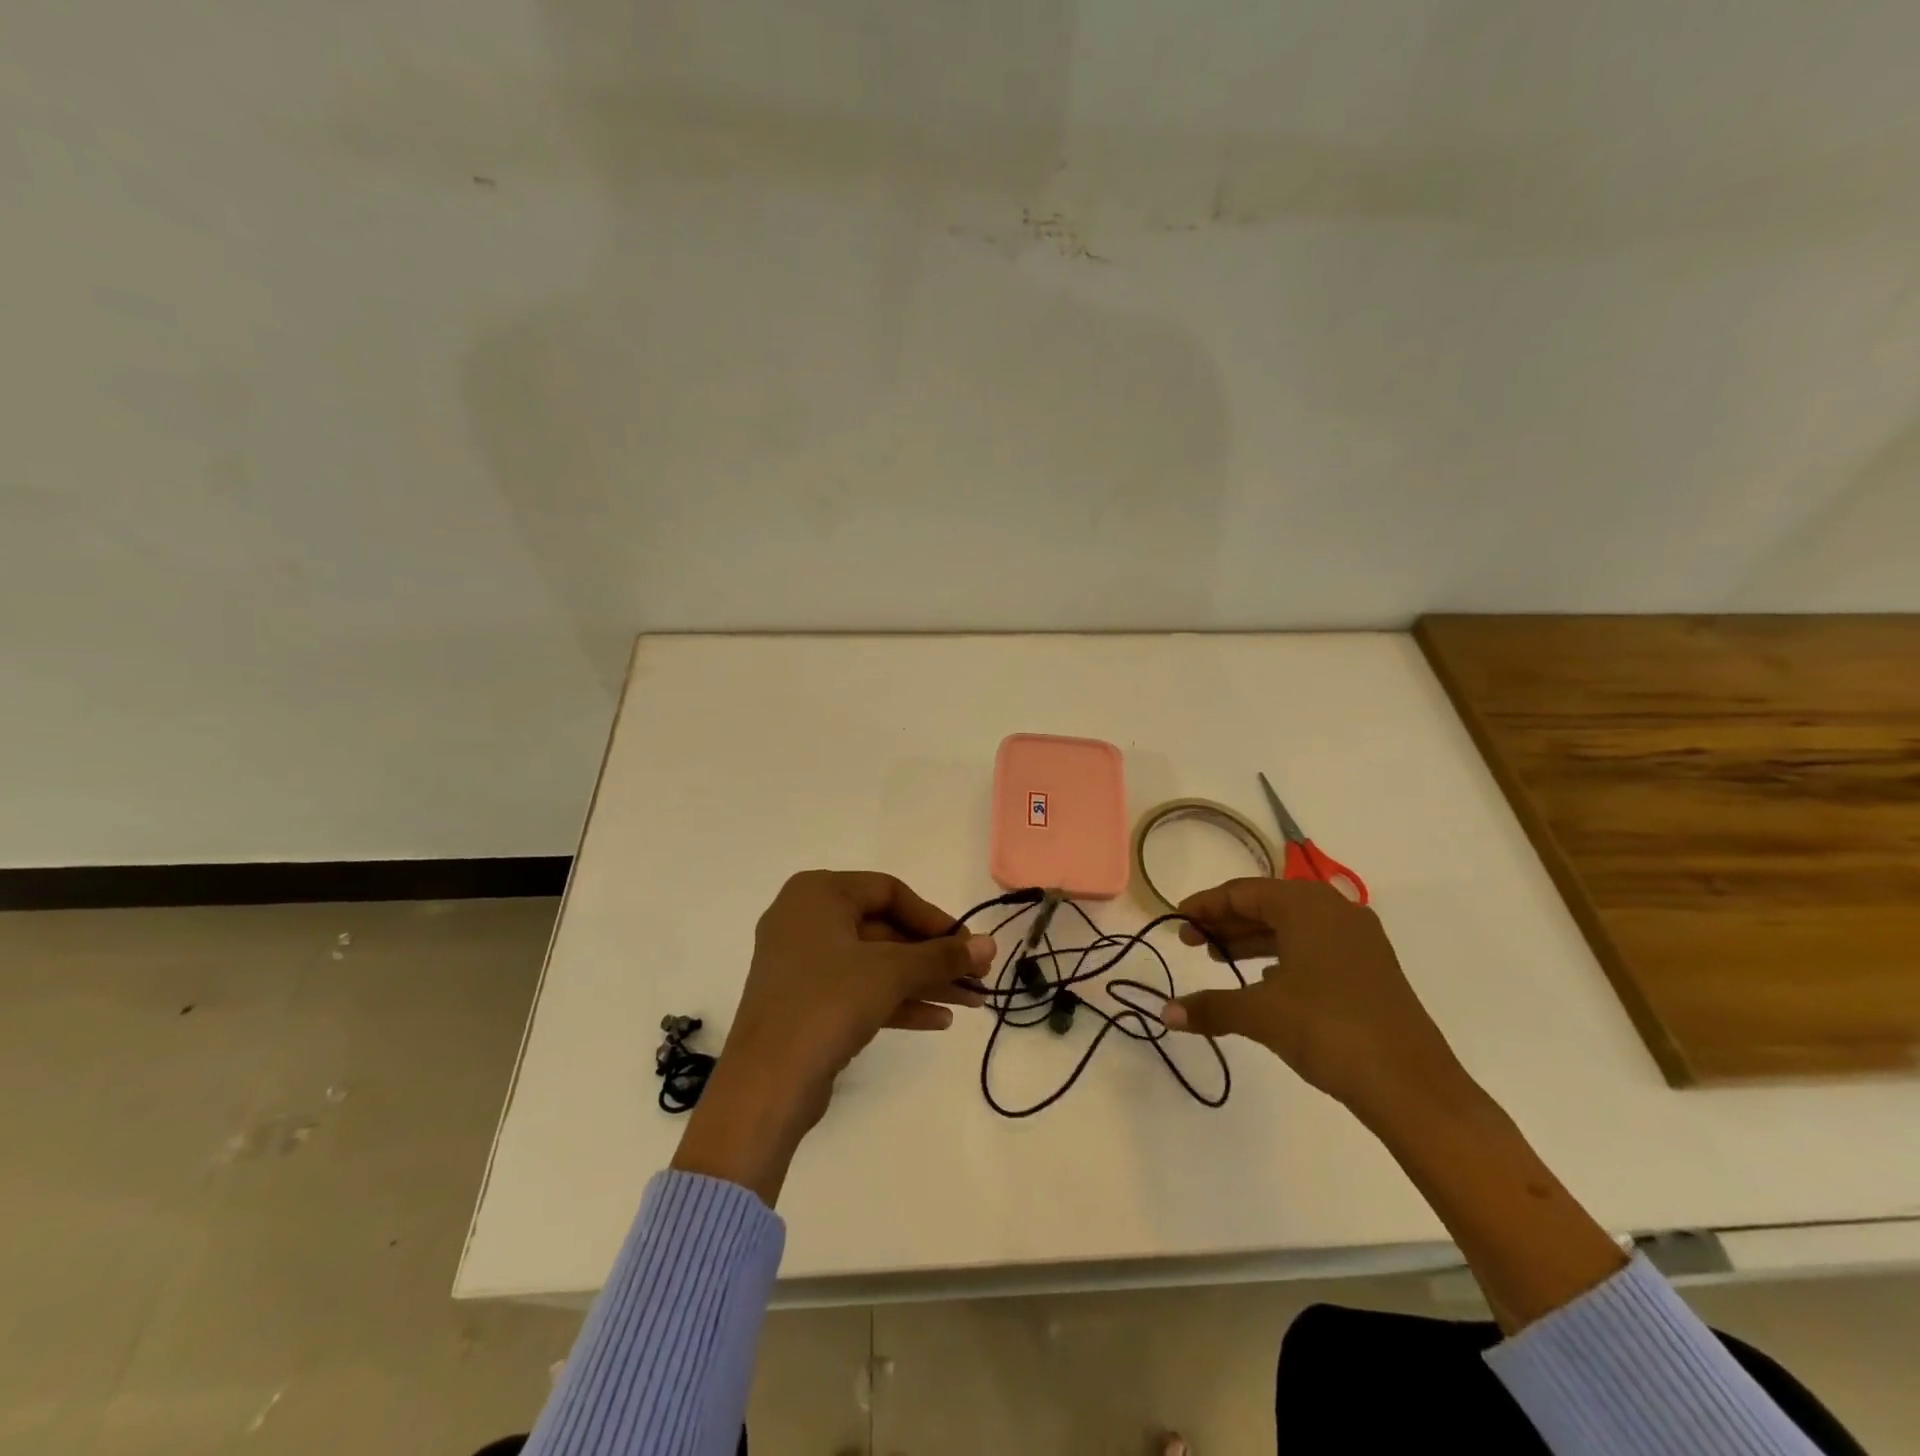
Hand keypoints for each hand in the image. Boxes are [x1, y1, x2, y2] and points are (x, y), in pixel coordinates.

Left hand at [671, 870, 993, 1202]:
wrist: (766, 1085)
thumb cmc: (827, 1003)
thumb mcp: (890, 973)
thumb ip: (941, 956)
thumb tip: (990, 945)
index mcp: (817, 893)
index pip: (889, 891)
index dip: (933, 918)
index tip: (966, 945)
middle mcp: (806, 919)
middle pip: (884, 929)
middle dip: (932, 958)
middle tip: (976, 978)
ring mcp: (803, 963)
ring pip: (874, 963)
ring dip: (922, 982)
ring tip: (970, 1002)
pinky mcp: (805, 1002)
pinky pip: (858, 989)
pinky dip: (896, 1001)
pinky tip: (938, 1020)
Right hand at [1166, 878, 1627, 1332]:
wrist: (1413, 1086)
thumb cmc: (1329, 1030)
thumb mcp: (1260, 1014)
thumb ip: (1209, 1006)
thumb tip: (1163, 1013)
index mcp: (1307, 905)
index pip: (1243, 891)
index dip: (1205, 905)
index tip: (1176, 921)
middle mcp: (1334, 910)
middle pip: (1267, 904)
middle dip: (1226, 922)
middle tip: (1191, 943)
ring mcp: (1358, 939)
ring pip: (1291, 926)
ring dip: (1252, 939)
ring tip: (1219, 960)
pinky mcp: (1370, 968)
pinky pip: (1313, 946)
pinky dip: (1282, 955)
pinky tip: (1264, 979)